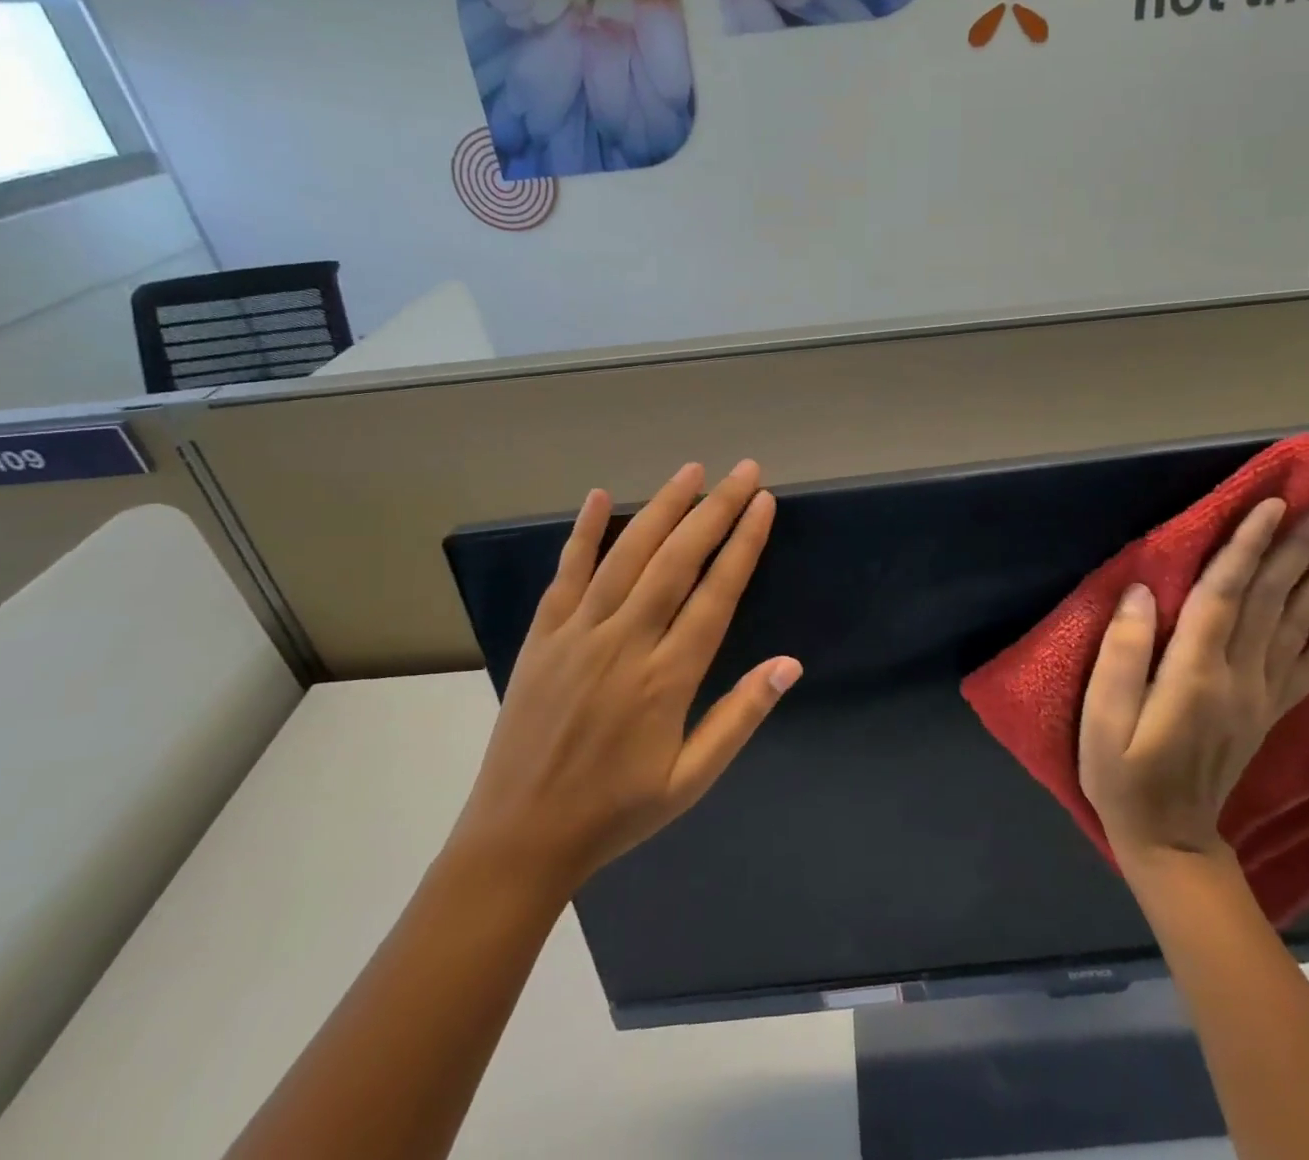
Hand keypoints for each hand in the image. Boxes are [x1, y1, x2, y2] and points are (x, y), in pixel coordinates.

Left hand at [450, 460, 800, 894]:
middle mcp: (624, 642)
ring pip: (626, 555)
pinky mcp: (543, 635)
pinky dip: (582, 532)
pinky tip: (598, 496)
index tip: (763, 503)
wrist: (518, 838)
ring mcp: (578, 633)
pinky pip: (566, 573)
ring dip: (662, 507)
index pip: (716, 593)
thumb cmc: (615, 812)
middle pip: (677, 560)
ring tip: (691, 471)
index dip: (743, 543)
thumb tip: (789, 664)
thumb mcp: (691, 780)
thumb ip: (740, 717)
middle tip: (742, 470)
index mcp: (666, 678)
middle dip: (714, 509)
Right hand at [1078, 497, 1308, 862]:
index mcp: (1195, 672)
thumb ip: (1122, 652)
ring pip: (1302, 625)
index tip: (1273, 503)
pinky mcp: (1269, 712)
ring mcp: (1261, 695)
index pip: (1226, 594)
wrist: (1168, 839)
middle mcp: (1240, 676)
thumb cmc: (1122, 773)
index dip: (1248, 546)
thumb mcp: (1102, 717)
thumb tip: (1142, 591)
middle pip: (1273, 600)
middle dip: (1302, 547)